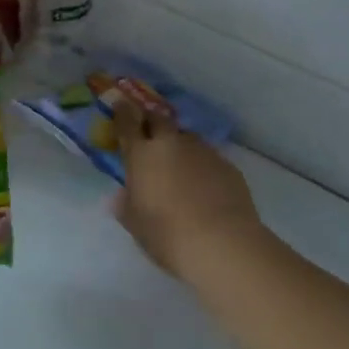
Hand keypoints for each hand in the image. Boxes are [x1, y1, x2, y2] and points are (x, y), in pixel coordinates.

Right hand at [111, 98, 260, 279]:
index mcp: (142, 155)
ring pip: (186, 137)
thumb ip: (125, 205)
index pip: (127, 123)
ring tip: (178, 163)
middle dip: (151, 121)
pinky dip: (201, 164)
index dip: (122, 112)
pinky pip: (208, 157)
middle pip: (159, 119)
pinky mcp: (228, 166)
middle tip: (148, 132)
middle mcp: (172, 144)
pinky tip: (204, 185)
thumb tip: (121, 196)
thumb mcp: (135, 223)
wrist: (222, 244)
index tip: (120, 104)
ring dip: (178, 143)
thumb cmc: (166, 234)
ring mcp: (203, 152)